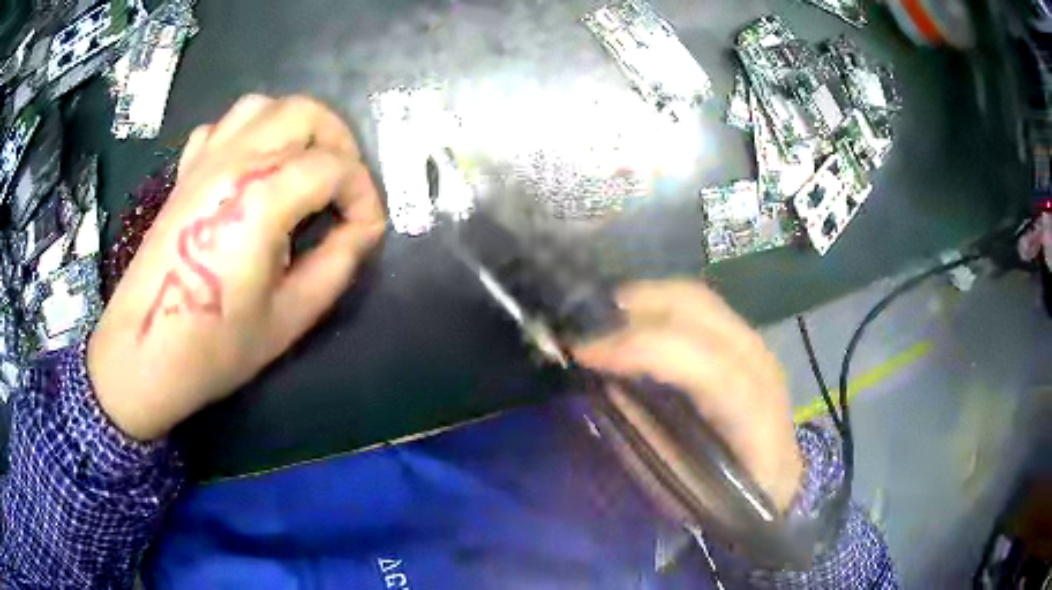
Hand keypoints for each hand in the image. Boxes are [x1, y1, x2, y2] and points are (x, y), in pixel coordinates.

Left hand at [88, 95, 384, 440]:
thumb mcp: (289, 318)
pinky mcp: (186, 171)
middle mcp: (235, 161)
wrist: (144, 353)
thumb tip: (363, 231)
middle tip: (344, 189)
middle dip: (339, 143)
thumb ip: (336, 265)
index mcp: (261, 198)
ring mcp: (205, 160)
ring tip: (306, 167)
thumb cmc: (214, 347)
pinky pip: (225, 125)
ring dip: (298, 127)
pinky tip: (254, 167)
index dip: (364, 196)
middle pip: (305, 113)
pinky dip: (252, 132)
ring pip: (265, 106)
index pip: (335, 168)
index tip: (367, 230)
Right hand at [573, 280, 802, 511]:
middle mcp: (763, 371)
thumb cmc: (721, 497)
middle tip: (583, 326)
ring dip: (644, 300)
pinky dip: (659, 306)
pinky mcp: (744, 341)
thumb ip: (647, 435)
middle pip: (702, 313)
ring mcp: (757, 348)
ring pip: (698, 300)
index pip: (708, 369)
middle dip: (636, 308)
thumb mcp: (678, 485)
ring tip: (600, 318)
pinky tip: (632, 320)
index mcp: (756, 422)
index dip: (645, 351)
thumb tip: (602, 386)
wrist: (771, 483)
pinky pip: (698, 308)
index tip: (584, 353)